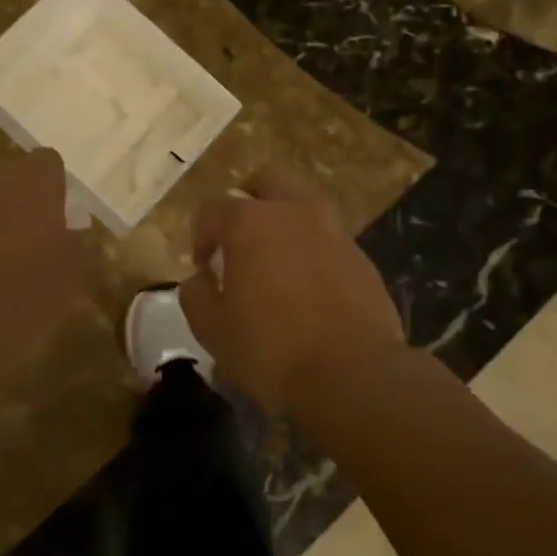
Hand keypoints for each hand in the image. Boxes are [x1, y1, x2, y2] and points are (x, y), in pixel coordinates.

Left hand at [0, 149, 90, 392]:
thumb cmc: (19, 301)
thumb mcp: (66, 283)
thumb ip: (71, 251)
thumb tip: (67, 239)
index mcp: (35, 182)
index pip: (48, 164)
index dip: (48, 192)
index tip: (47, 222)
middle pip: (2, 174)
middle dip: (5, 199)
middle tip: (8, 242)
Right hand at [178, 168, 405, 411]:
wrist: (353, 374)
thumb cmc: (272, 349)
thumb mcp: (212, 329)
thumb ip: (195, 295)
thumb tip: (200, 278)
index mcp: (250, 222)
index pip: (213, 209)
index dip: (201, 236)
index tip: (203, 268)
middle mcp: (293, 213)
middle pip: (267, 181)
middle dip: (249, 200)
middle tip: (240, 235)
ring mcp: (333, 231)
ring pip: (304, 203)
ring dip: (285, 218)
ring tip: (276, 256)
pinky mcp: (361, 256)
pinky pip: (329, 237)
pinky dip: (313, 248)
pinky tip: (308, 283)